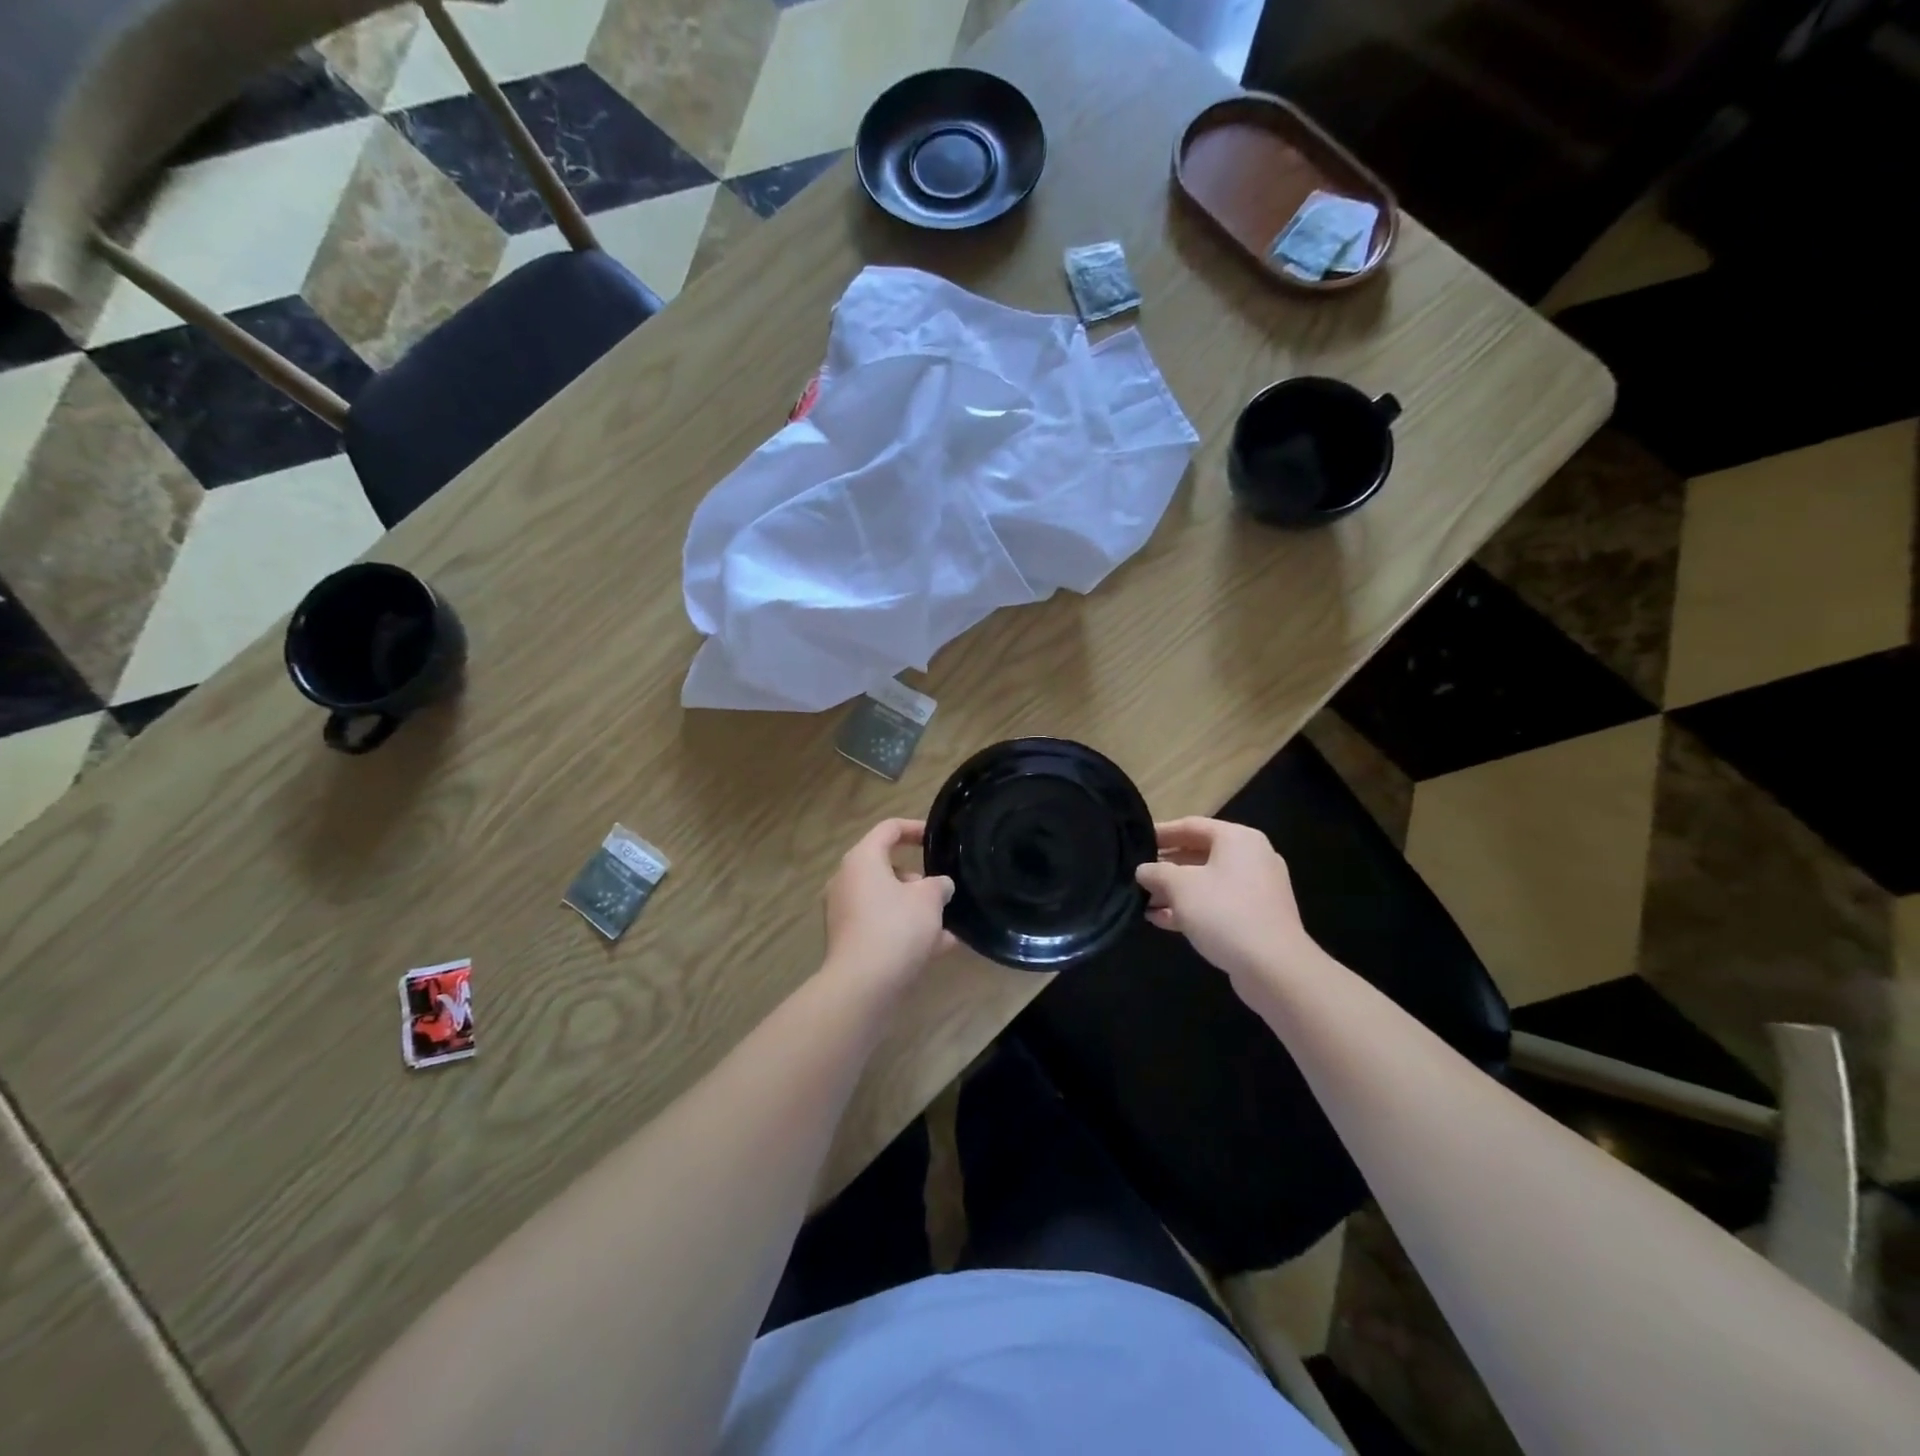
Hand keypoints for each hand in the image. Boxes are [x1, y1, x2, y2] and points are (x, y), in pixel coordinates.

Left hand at [822, 819, 954, 990]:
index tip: (936, 839)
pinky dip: (905, 931)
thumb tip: (940, 886)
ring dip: (915, 909)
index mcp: (862, 859)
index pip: (888, 829)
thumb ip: (939, 885)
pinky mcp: (848, 940)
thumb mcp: (929, 900)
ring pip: (887, 901)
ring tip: (948, 925)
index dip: (915, 829)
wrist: (862, 986)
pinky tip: (938, 948)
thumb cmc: (896, 928)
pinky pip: (881, 925)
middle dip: (919, 880)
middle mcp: (847, 880)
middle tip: (942, 892)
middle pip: (887, 868)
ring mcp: (844, 912)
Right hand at [1135, 818, 1318, 996]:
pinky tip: (1162, 920)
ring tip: (1144, 901)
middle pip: (1199, 854)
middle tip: (1137, 875)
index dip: (1160, 833)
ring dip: (1175, 891)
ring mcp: (1257, 889)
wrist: (1274, 967)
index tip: (1135, 842)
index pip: (1191, 826)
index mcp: (1237, 839)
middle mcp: (1252, 857)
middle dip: (1166, 867)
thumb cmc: (1223, 912)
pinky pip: (1218, 904)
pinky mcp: (1257, 918)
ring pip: (1208, 882)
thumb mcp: (1180, 886)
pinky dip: (1192, 909)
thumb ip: (1156, 872)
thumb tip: (1143, 870)